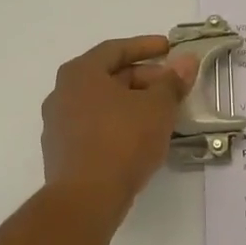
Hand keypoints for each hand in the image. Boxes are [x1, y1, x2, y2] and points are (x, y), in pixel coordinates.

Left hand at [41, 35, 198, 221]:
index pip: (116, 49)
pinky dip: (119, 124)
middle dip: (144, 78)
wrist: (86, 198)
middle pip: (109, 76)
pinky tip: (141, 138)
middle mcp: (62, 93)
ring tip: (161, 113)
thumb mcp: (157, 107)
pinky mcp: (62, 152)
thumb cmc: (122, 141)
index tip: (170, 48)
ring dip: (132, 103)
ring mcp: (58, 124)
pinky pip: (95, 127)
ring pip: (102, 104)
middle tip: (173, 87)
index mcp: (80, 73)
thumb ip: (173, 81)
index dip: (146, 46)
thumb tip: (186, 61)